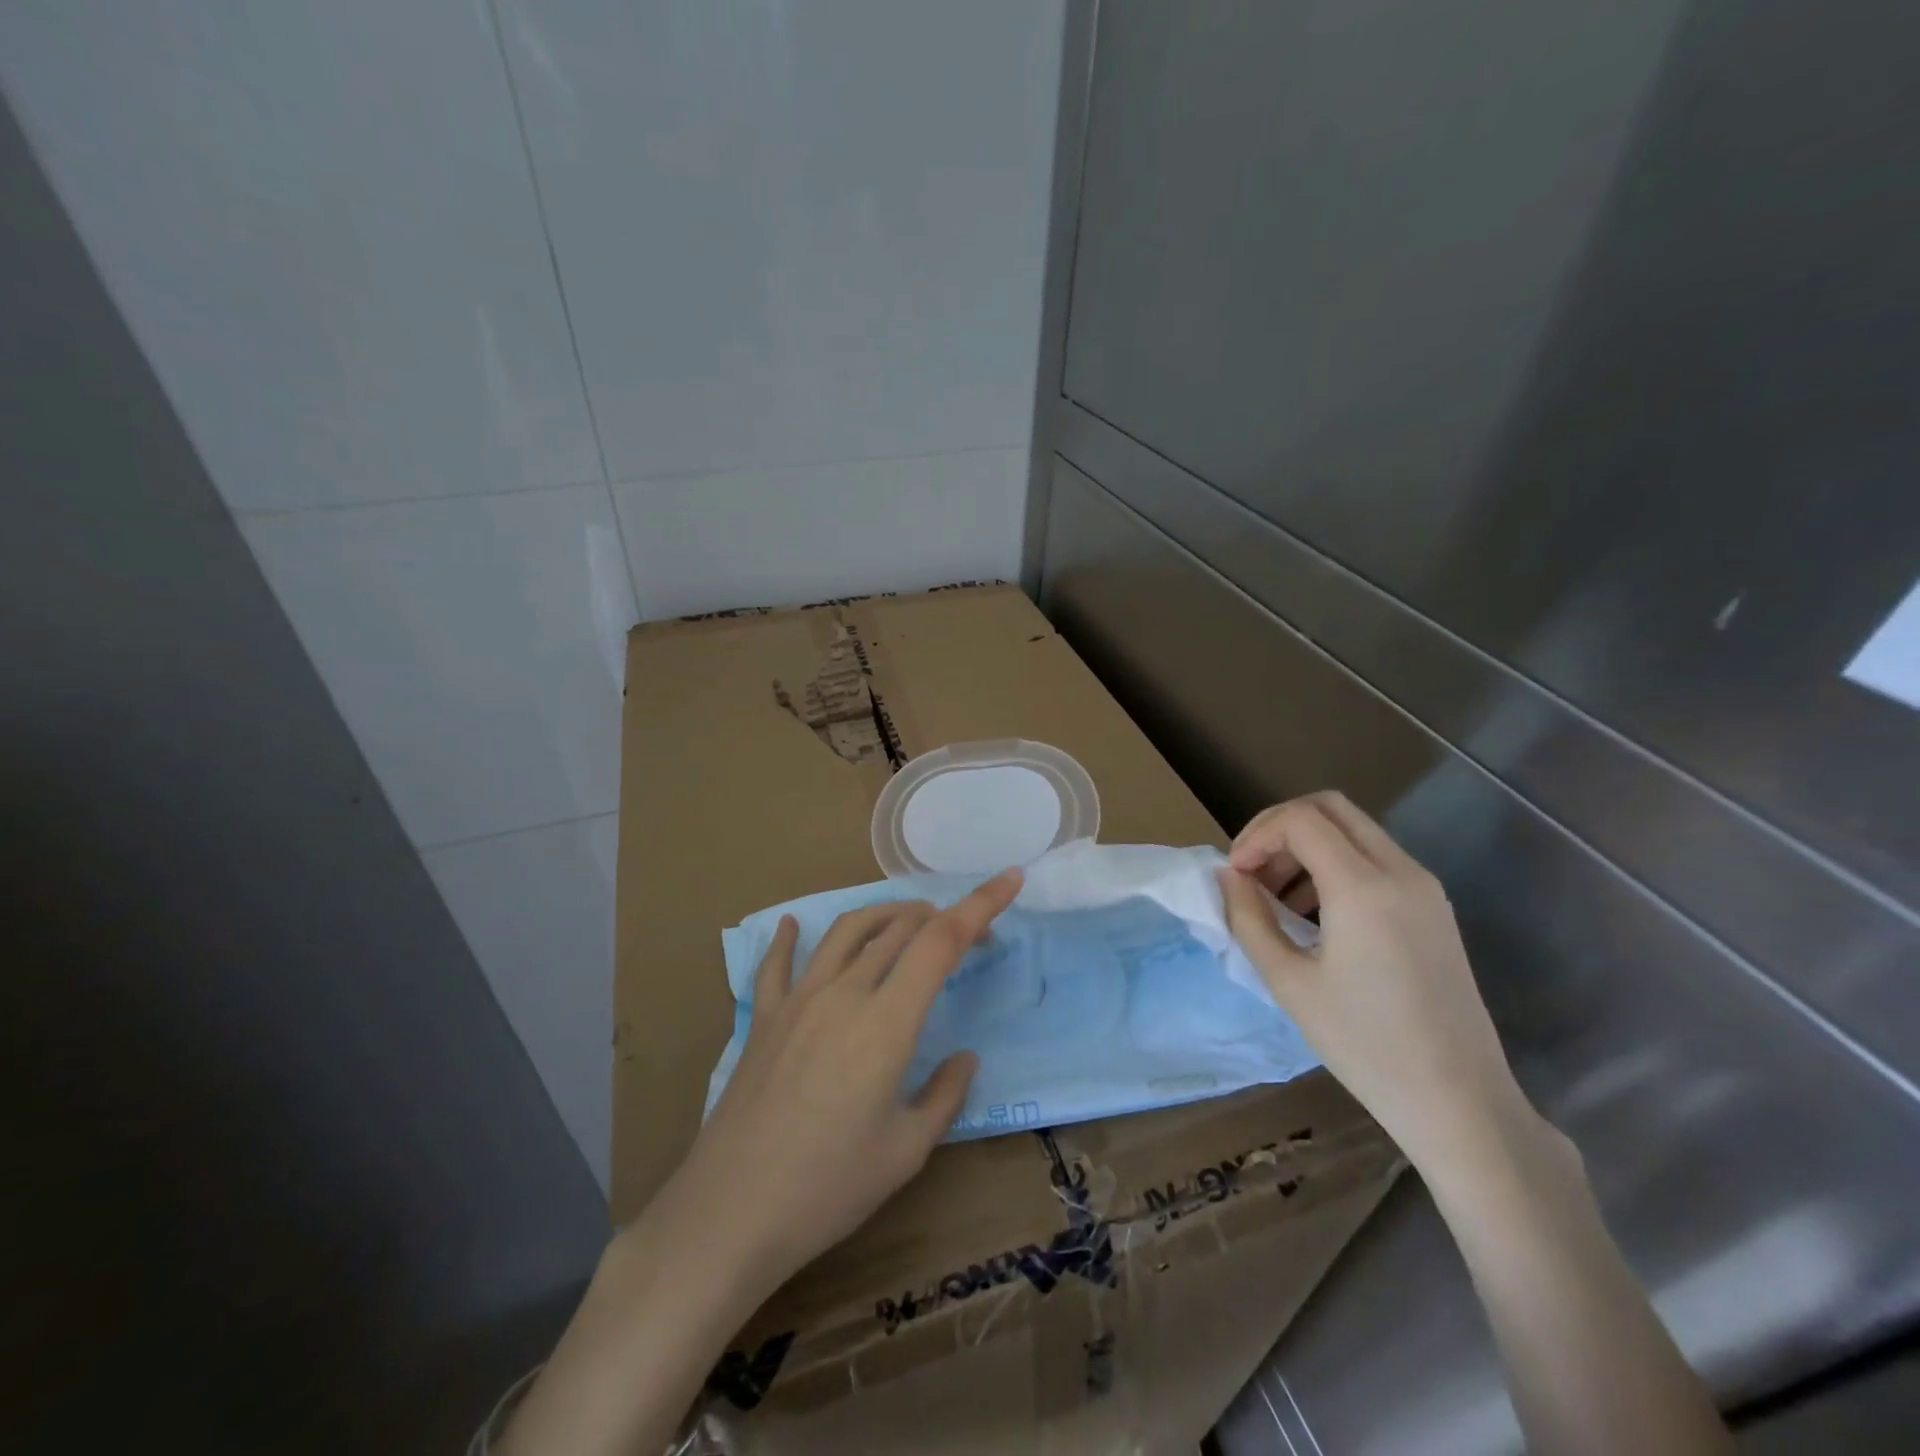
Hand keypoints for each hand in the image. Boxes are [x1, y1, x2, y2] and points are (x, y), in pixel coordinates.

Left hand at [669, 869, 1022, 1296]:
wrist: (731, 1212)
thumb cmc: (829, 1188)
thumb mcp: (906, 1150)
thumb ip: (944, 1095)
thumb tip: (965, 1057)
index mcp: (887, 1022)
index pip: (941, 942)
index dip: (979, 905)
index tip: (1010, 879)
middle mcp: (844, 994)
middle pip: (899, 929)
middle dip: (942, 917)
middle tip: (969, 932)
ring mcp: (799, 1000)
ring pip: (847, 931)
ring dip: (885, 914)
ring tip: (909, 919)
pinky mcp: (765, 1018)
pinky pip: (777, 964)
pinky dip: (788, 938)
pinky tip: (789, 925)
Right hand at [1218, 792, 1529, 1170]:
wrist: (1460, 1102)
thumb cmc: (1365, 1046)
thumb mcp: (1289, 982)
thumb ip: (1249, 918)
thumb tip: (1228, 877)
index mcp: (1363, 887)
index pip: (1300, 819)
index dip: (1256, 835)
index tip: (1235, 876)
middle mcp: (1401, 871)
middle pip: (1330, 807)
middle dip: (1279, 827)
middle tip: (1251, 870)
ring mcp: (1425, 887)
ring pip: (1354, 829)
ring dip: (1307, 844)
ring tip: (1276, 896)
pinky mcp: (1434, 907)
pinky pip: (1376, 858)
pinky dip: (1335, 864)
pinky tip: (1315, 914)